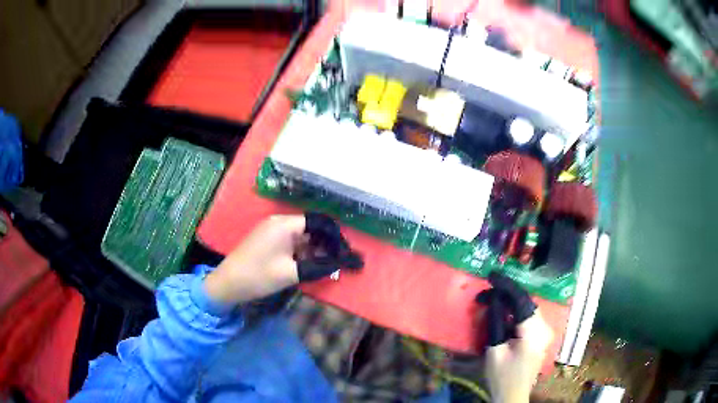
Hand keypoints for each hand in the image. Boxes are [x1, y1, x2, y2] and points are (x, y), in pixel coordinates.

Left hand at [204, 213, 362, 304]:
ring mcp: (272, 230)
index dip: (334, 236)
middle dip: (326, 243)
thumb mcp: (291, 273)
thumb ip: (318, 267)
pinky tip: (310, 264)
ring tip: (327, 265)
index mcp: (285, 225)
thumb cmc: (259, 276)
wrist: (228, 283)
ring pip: (301, 236)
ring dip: (315, 249)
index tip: (344, 252)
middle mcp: (279, 222)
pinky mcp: (268, 240)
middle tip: (338, 261)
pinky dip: (303, 252)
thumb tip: (340, 265)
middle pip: (310, 227)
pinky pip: (291, 241)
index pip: (318, 222)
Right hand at [476, 272, 552, 402]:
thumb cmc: (502, 377)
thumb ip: (496, 323)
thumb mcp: (495, 351)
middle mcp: (544, 327)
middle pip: (526, 302)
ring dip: (510, 302)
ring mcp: (544, 332)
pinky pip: (528, 317)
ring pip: (527, 308)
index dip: (506, 286)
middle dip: (507, 294)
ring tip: (491, 300)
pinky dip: (515, 312)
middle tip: (486, 293)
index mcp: (534, 331)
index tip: (491, 276)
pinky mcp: (540, 337)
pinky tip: (503, 312)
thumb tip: (494, 300)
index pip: (521, 300)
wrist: (513, 396)